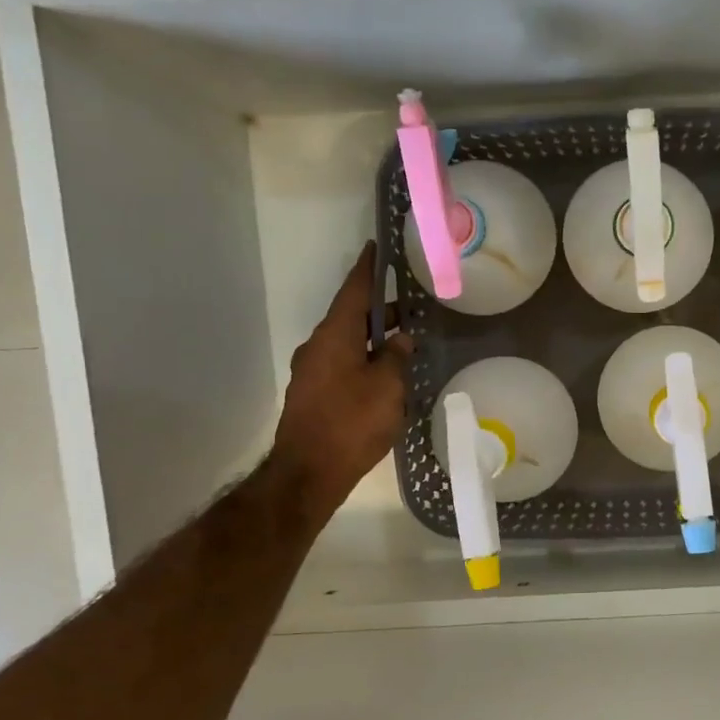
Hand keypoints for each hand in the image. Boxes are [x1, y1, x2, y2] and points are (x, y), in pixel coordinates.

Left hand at [273, 243, 411, 505]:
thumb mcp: (387, 387)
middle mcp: (318, 347)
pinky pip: (343, 366)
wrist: (309, 472)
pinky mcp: (313, 395)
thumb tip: (401, 338)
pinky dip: (364, 361)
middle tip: (409, 307)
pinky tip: (384, 376)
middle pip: (350, 318)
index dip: (367, 269)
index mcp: (335, 336)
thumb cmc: (352, 422)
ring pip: (347, 344)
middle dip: (378, 311)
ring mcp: (312, 372)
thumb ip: (396, 357)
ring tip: (403, 343)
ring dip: (372, 340)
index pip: (353, 291)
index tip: (376, 247)